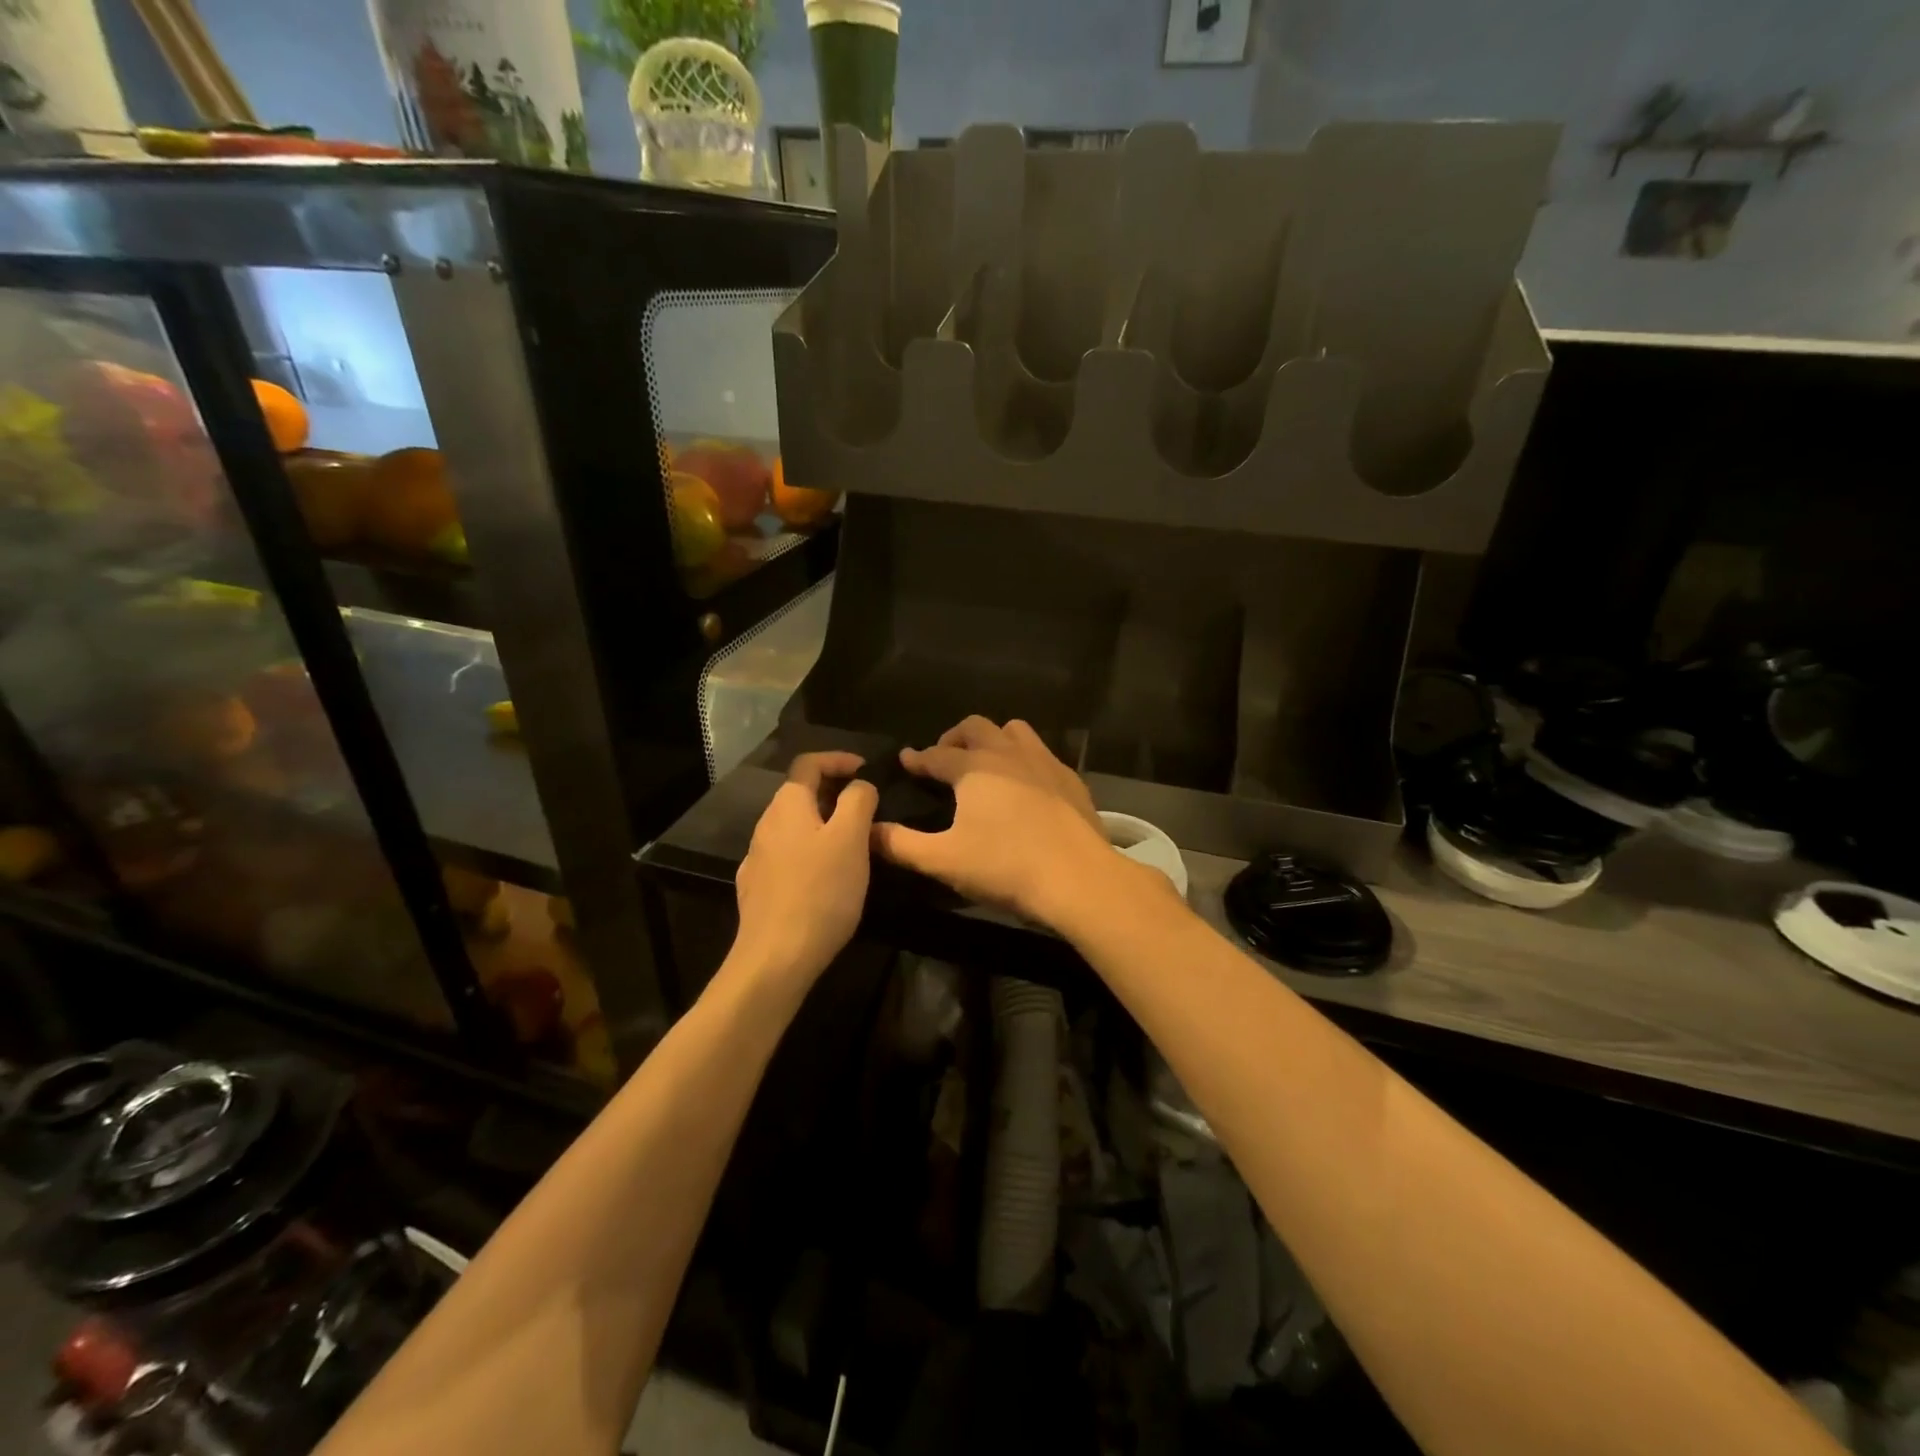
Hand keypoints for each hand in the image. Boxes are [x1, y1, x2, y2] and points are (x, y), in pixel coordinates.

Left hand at [733, 752, 877, 986]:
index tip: (865, 769)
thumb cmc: (820, 890)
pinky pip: (787, 856)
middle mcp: (766, 824)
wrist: (777, 957)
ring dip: (823, 824)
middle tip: (866, 808)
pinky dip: (810, 852)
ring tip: (852, 843)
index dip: (837, 759)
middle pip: (800, 794)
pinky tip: (825, 876)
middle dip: (833, 793)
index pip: (808, 763)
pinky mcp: (757, 888)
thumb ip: (858, 801)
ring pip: (794, 827)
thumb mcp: (851, 838)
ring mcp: (757, 858)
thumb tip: (859, 785)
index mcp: (787, 805)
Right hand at [871, 717, 1124, 928]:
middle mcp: (1007, 753)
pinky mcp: (1070, 778)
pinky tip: (1025, 784)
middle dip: (953, 737)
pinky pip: (1042, 753)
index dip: (917, 758)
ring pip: (1013, 730)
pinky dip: (1024, 758)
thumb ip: (901, 845)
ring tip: (985, 761)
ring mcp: (1044, 762)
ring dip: (993, 738)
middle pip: (975, 727)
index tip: (905, 760)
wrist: (1079, 878)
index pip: (936, 755)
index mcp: (973, 768)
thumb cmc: (1006, 867)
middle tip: (943, 758)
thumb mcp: (944, 861)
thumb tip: (868, 831)